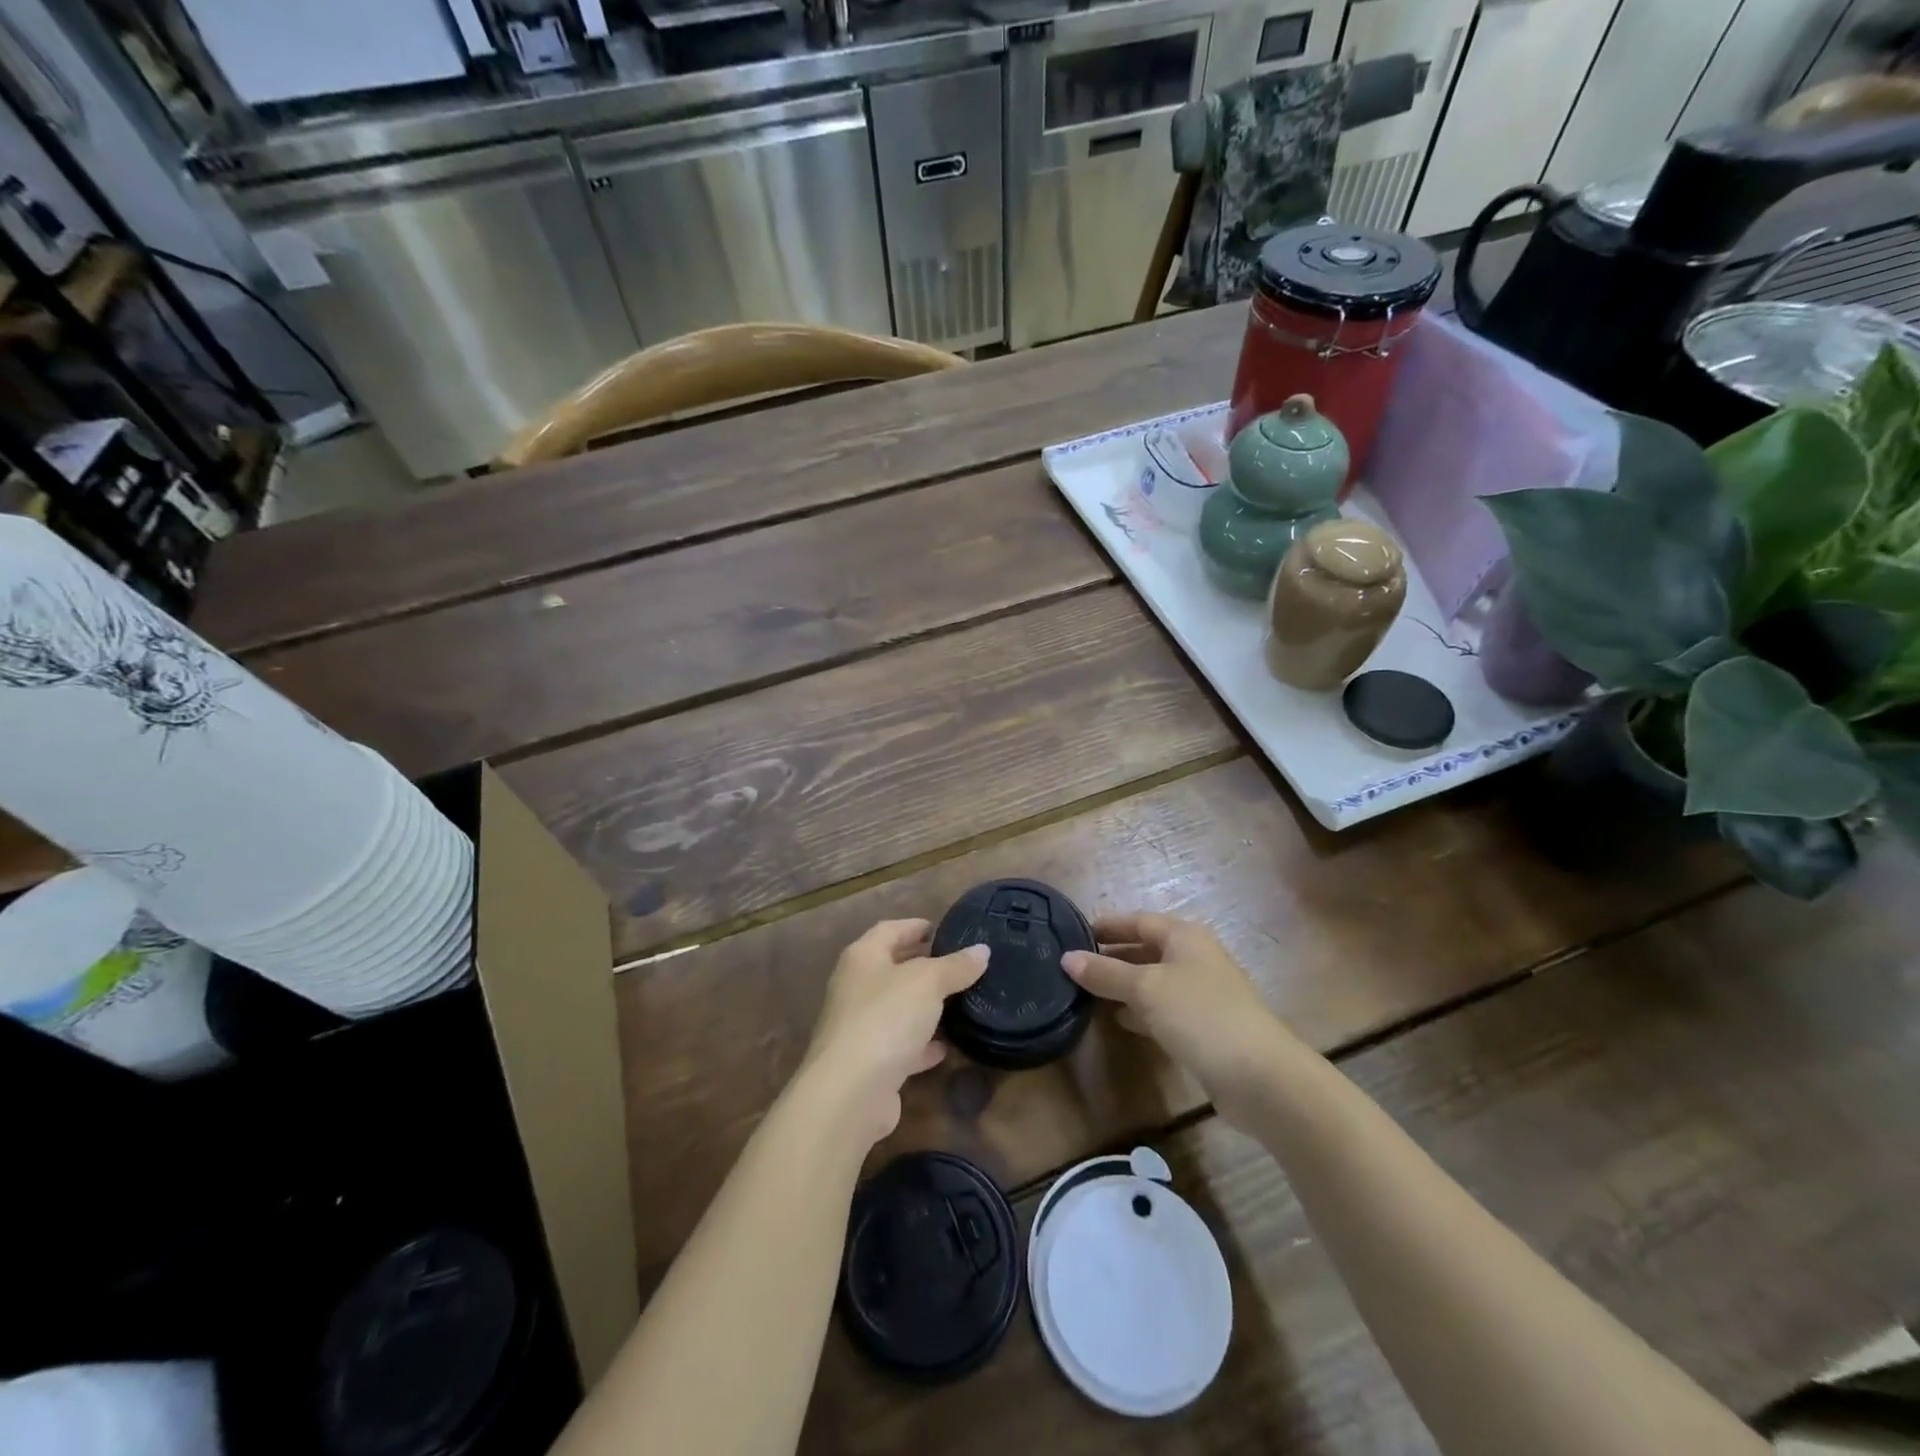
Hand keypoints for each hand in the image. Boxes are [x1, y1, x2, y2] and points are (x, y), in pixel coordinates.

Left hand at [802, 919, 989, 1143]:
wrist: (850, 1092)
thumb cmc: (886, 1018)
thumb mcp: (928, 982)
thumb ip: (956, 966)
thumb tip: (982, 951)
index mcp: (863, 957)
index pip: (889, 930)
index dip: (914, 927)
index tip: (941, 929)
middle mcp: (855, 988)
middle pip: (891, 968)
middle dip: (922, 965)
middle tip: (956, 964)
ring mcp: (859, 1027)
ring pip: (897, 1008)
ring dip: (923, 1006)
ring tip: (958, 1002)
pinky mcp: (868, 1064)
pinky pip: (900, 1045)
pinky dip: (921, 1044)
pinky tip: (945, 1047)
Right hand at [1063, 912, 1301, 1123]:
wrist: (1260, 1076)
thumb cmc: (1200, 1015)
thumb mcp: (1146, 989)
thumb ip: (1106, 973)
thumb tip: (1067, 958)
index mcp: (1185, 937)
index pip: (1139, 920)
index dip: (1109, 925)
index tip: (1075, 933)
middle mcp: (1195, 959)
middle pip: (1147, 949)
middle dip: (1113, 956)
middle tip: (1075, 965)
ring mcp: (1202, 995)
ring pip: (1154, 981)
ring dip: (1124, 986)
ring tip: (1087, 992)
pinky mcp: (1204, 1028)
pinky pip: (1163, 1010)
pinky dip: (1140, 1011)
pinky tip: (1118, 1021)